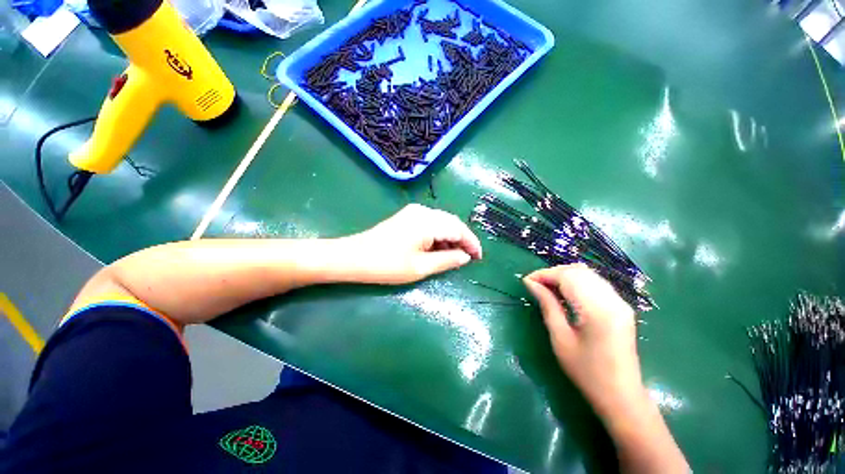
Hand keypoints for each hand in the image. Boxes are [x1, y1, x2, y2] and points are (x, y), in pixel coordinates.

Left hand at [337, 204, 481, 284]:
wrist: (353, 257)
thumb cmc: (387, 265)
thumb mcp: (421, 267)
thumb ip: (447, 260)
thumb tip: (465, 256)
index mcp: (428, 221)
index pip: (459, 229)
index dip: (471, 243)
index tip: (479, 258)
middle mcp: (423, 211)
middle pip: (452, 223)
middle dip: (463, 240)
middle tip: (469, 258)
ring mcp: (414, 212)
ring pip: (442, 223)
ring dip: (451, 238)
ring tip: (455, 256)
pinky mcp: (407, 217)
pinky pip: (431, 223)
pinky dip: (439, 236)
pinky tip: (439, 248)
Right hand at [523, 264, 647, 419]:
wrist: (621, 395)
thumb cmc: (586, 372)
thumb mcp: (560, 338)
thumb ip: (547, 305)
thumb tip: (530, 283)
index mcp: (597, 310)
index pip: (567, 277)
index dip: (544, 274)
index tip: (526, 281)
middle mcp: (612, 300)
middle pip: (578, 271)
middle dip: (553, 273)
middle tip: (535, 284)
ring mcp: (620, 302)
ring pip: (588, 274)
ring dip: (564, 276)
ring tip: (547, 287)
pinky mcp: (621, 306)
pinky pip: (595, 283)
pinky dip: (576, 282)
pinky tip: (565, 293)